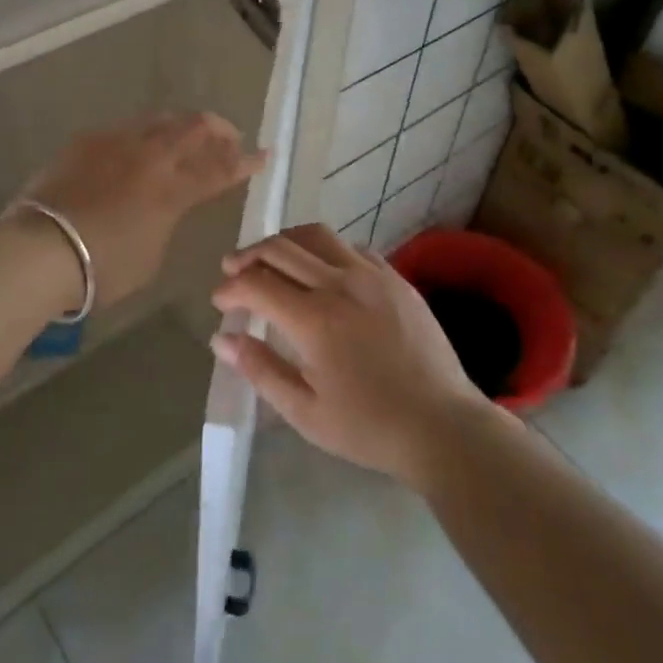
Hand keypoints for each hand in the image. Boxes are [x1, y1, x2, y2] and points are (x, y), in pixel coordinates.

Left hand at [18, 112, 265, 308]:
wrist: (40, 250)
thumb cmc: (101, 267)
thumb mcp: (150, 254)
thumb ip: (165, 222)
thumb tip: (163, 207)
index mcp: (173, 190)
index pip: (219, 170)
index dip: (245, 163)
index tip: (264, 155)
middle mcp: (151, 157)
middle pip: (195, 129)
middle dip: (219, 130)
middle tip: (229, 137)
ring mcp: (117, 143)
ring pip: (161, 120)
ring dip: (182, 125)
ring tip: (189, 133)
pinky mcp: (87, 141)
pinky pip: (125, 128)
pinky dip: (143, 135)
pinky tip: (138, 146)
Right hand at [209, 223, 496, 486]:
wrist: (441, 425)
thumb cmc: (368, 426)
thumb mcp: (305, 411)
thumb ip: (260, 369)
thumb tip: (223, 338)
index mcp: (314, 319)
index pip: (257, 283)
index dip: (230, 287)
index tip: (220, 301)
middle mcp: (340, 284)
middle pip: (281, 248)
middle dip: (248, 255)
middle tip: (232, 269)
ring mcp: (372, 275)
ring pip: (317, 235)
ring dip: (285, 242)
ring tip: (271, 258)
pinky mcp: (395, 277)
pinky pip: (351, 248)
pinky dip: (325, 250)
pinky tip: (321, 271)